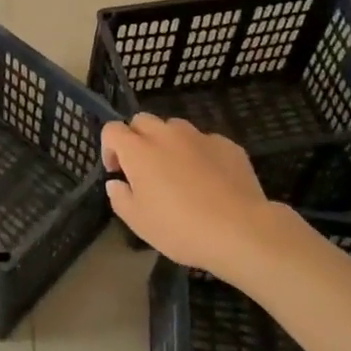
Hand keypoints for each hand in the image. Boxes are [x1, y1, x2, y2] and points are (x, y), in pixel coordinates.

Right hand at [101, 115, 282, 284]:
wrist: (241, 230)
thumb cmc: (181, 228)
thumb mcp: (138, 222)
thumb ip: (120, 197)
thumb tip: (117, 182)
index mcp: (139, 150)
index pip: (112, 130)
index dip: (109, 148)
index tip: (117, 172)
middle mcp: (166, 134)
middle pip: (142, 120)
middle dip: (137, 138)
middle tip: (144, 169)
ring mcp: (199, 136)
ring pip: (174, 127)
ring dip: (168, 142)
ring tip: (178, 172)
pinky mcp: (227, 144)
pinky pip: (204, 141)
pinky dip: (199, 154)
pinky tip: (210, 181)